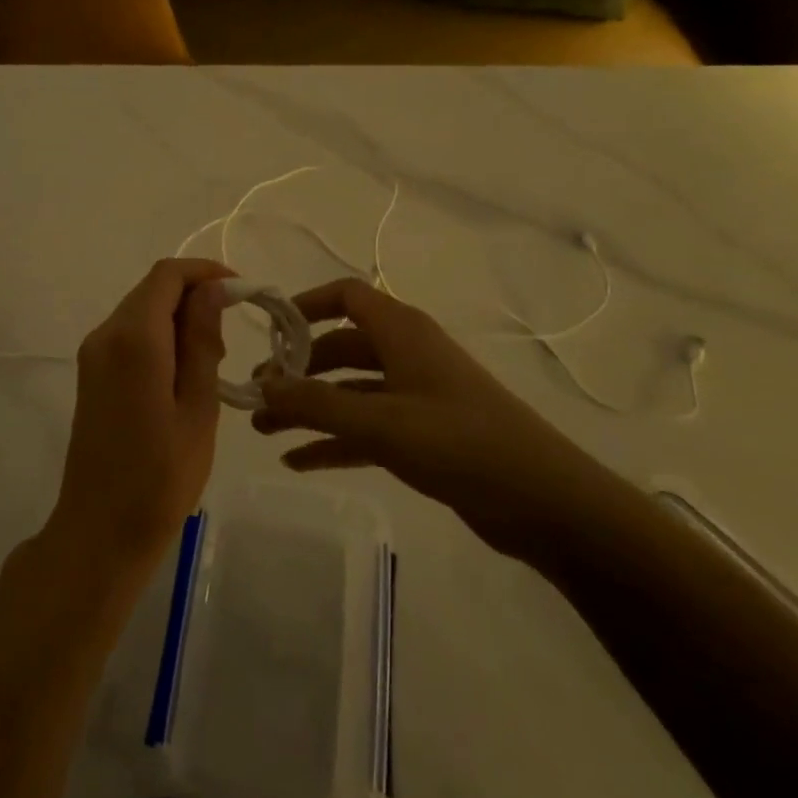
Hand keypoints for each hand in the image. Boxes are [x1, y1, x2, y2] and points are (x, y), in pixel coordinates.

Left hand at [42, 259, 233, 580]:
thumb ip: (203, 341)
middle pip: (153, 289)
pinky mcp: (91, 373)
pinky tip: (182, 377)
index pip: (168, 275)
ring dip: (179, 320)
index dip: (206, 272)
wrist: (100, 530)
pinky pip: (130, 335)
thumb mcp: (198, 408)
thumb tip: (212, 290)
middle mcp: (106, 334)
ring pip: (142, 311)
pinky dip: (160, 339)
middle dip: (195, 298)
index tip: (242, 293)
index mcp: (134, 339)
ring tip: (211, 365)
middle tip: (230, 340)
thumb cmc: (160, 477)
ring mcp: (93, 354)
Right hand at [253, 278, 614, 559]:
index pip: (346, 296)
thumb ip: (315, 403)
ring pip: (348, 392)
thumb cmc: (459, 443)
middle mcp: (406, 355)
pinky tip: (296, 461)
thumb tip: (261, 384)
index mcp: (401, 332)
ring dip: (307, 408)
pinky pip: (364, 429)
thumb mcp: (380, 421)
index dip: (305, 305)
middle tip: (256, 396)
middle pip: (339, 348)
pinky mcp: (421, 435)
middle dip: (296, 370)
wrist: (541, 501)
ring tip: (263, 430)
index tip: (268, 331)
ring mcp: (414, 396)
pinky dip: (332, 440)